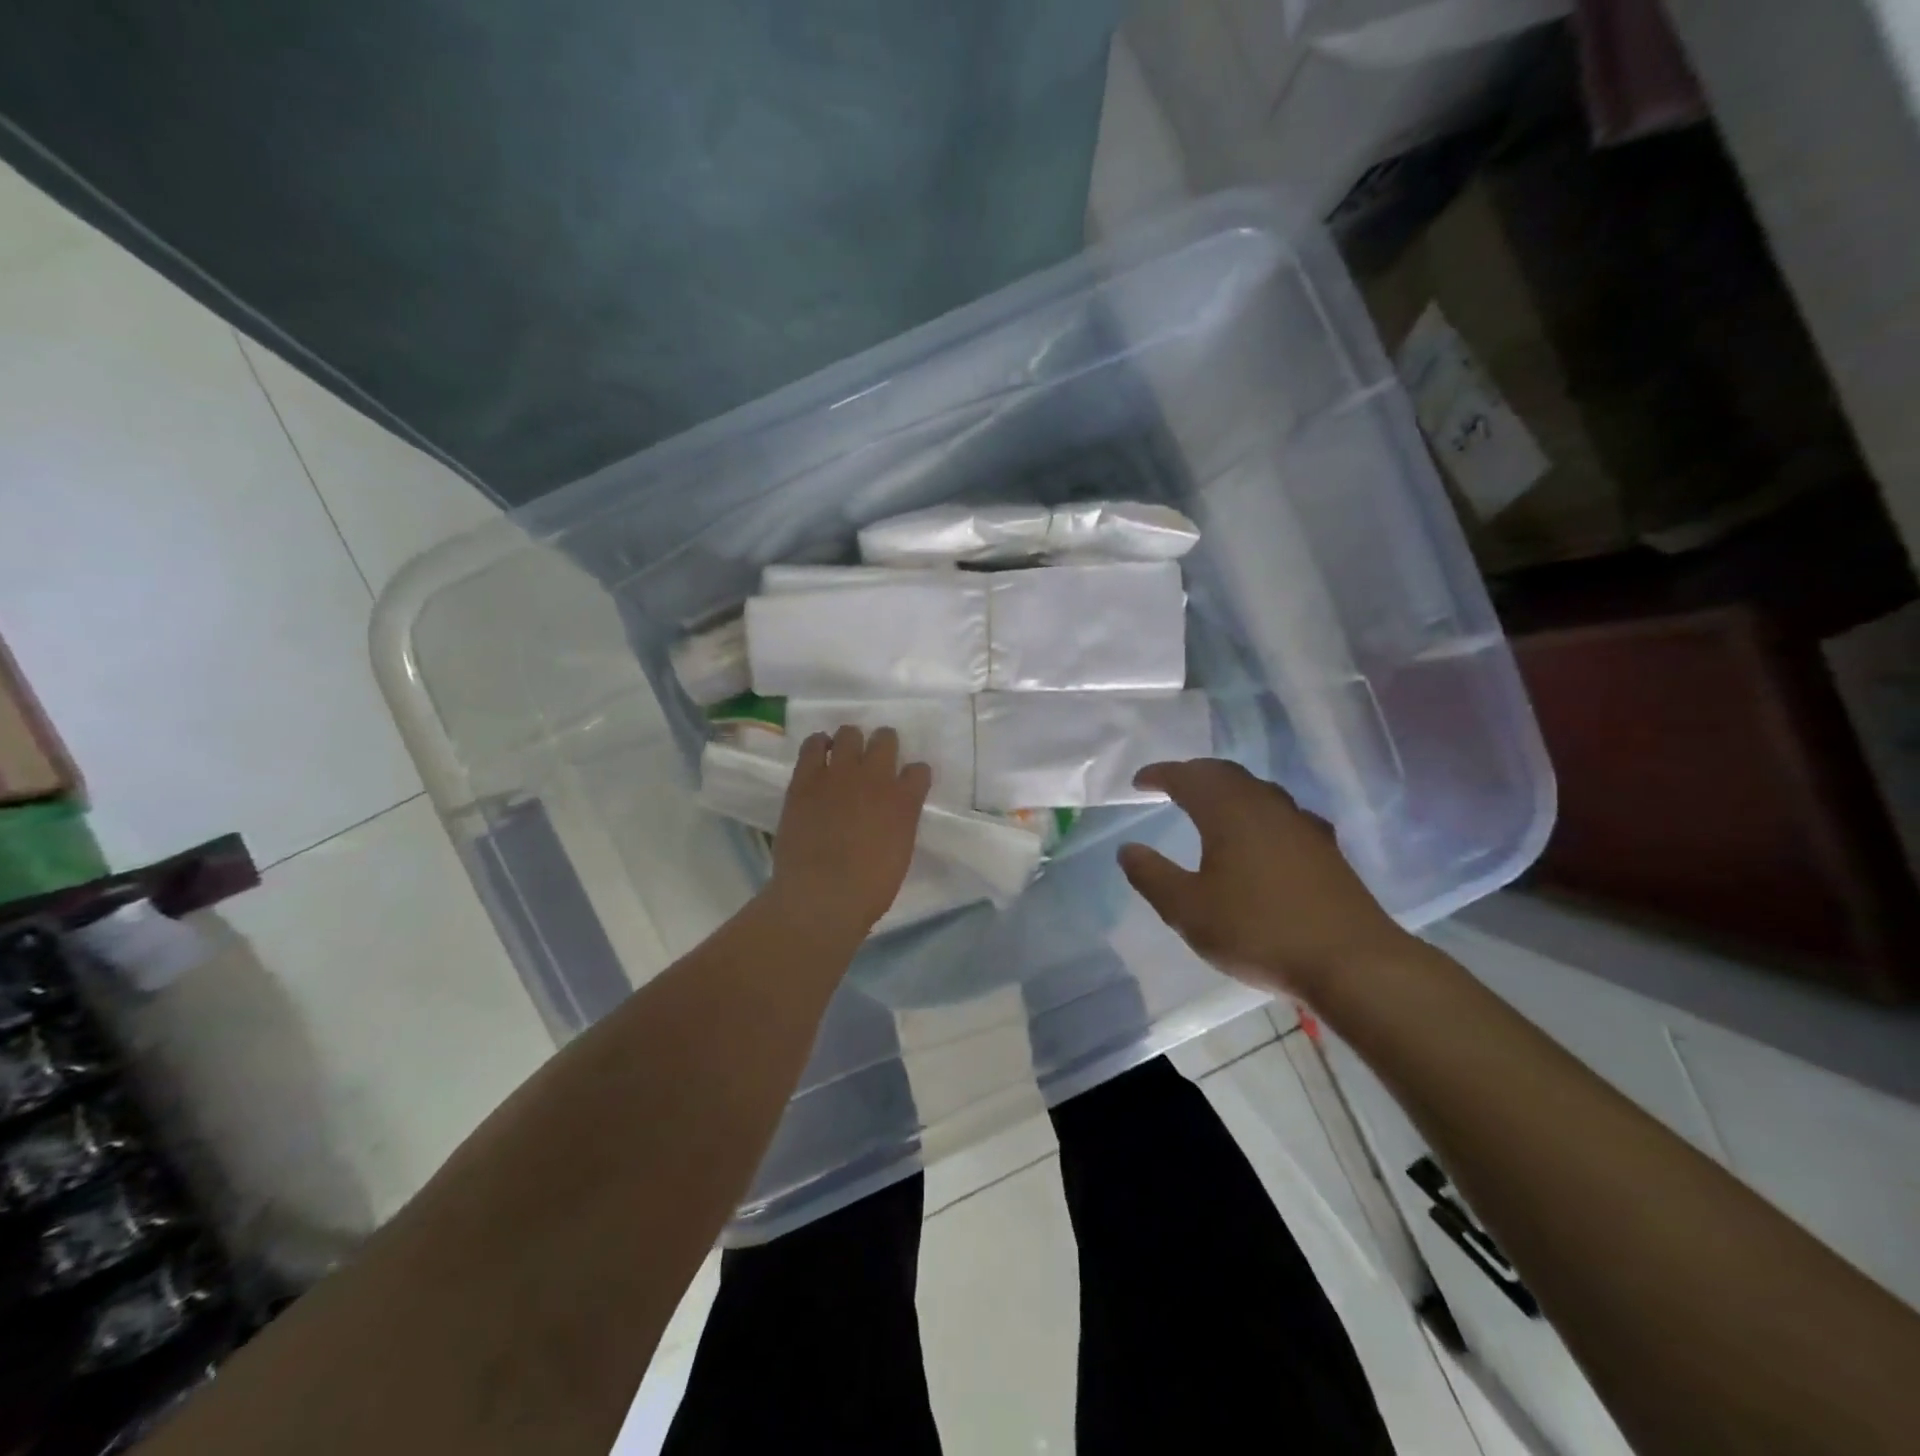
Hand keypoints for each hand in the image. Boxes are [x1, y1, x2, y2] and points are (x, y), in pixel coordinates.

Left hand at [768, 725, 931, 941]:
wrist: (820, 897)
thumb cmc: (868, 889)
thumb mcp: (900, 855)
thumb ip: (899, 825)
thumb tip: (890, 816)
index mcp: (904, 801)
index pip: (919, 770)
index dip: (914, 775)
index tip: (908, 784)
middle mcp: (875, 778)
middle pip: (886, 739)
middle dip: (884, 746)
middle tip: (875, 761)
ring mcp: (838, 774)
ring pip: (849, 734)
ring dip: (851, 741)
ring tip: (844, 755)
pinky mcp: (805, 779)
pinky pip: (813, 744)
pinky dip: (818, 744)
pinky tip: (819, 753)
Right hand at [1118, 759, 1412, 1000]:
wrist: (1351, 962)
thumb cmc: (1259, 931)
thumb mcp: (1189, 910)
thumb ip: (1152, 876)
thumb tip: (1128, 850)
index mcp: (1229, 812)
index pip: (1188, 777)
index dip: (1161, 775)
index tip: (1140, 782)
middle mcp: (1266, 806)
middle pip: (1225, 774)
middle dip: (1194, 775)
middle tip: (1171, 785)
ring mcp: (1301, 824)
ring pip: (1257, 790)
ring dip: (1227, 790)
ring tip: (1210, 805)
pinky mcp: (1325, 848)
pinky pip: (1282, 813)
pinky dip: (1257, 812)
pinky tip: (1261, 834)